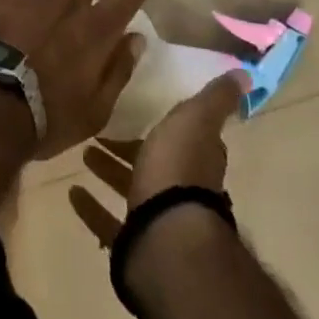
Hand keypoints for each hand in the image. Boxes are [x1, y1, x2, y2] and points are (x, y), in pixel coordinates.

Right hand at [68, 67, 250, 245]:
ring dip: (109, 171)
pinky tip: (73, 193)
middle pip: (153, 164)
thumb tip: (245, 75)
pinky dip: (92, 207)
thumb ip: (215, 100)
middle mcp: (180, 190)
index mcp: (195, 160)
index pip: (186, 138)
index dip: (168, 126)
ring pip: (131, 190)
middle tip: (100, 129)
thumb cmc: (178, 169)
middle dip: (130, 148)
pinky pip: (108, 221)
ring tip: (83, 152)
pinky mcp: (133, 243)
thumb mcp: (195, 120)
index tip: (143, 110)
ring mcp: (157, 219)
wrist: (166, 236)